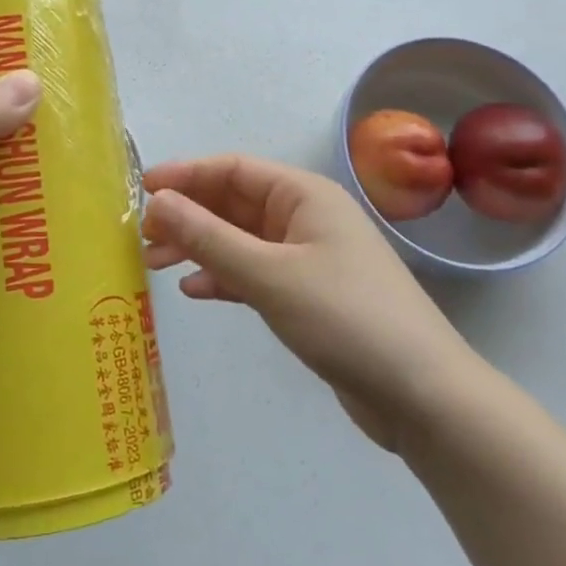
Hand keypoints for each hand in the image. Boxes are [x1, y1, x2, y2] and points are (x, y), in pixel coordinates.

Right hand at [141, 154, 481, 452]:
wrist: (423, 396)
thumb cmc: (345, 318)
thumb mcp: (269, 275)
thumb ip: (209, 237)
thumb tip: (158, 201)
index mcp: (304, 195)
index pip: (233, 169)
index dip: (186, 175)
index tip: (142, 189)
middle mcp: (305, 217)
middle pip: (234, 203)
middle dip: (188, 215)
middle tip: (143, 235)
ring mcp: (308, 257)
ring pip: (241, 239)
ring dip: (200, 246)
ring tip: (156, 263)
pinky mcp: (308, 295)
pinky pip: (255, 272)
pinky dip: (224, 277)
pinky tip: (196, 291)